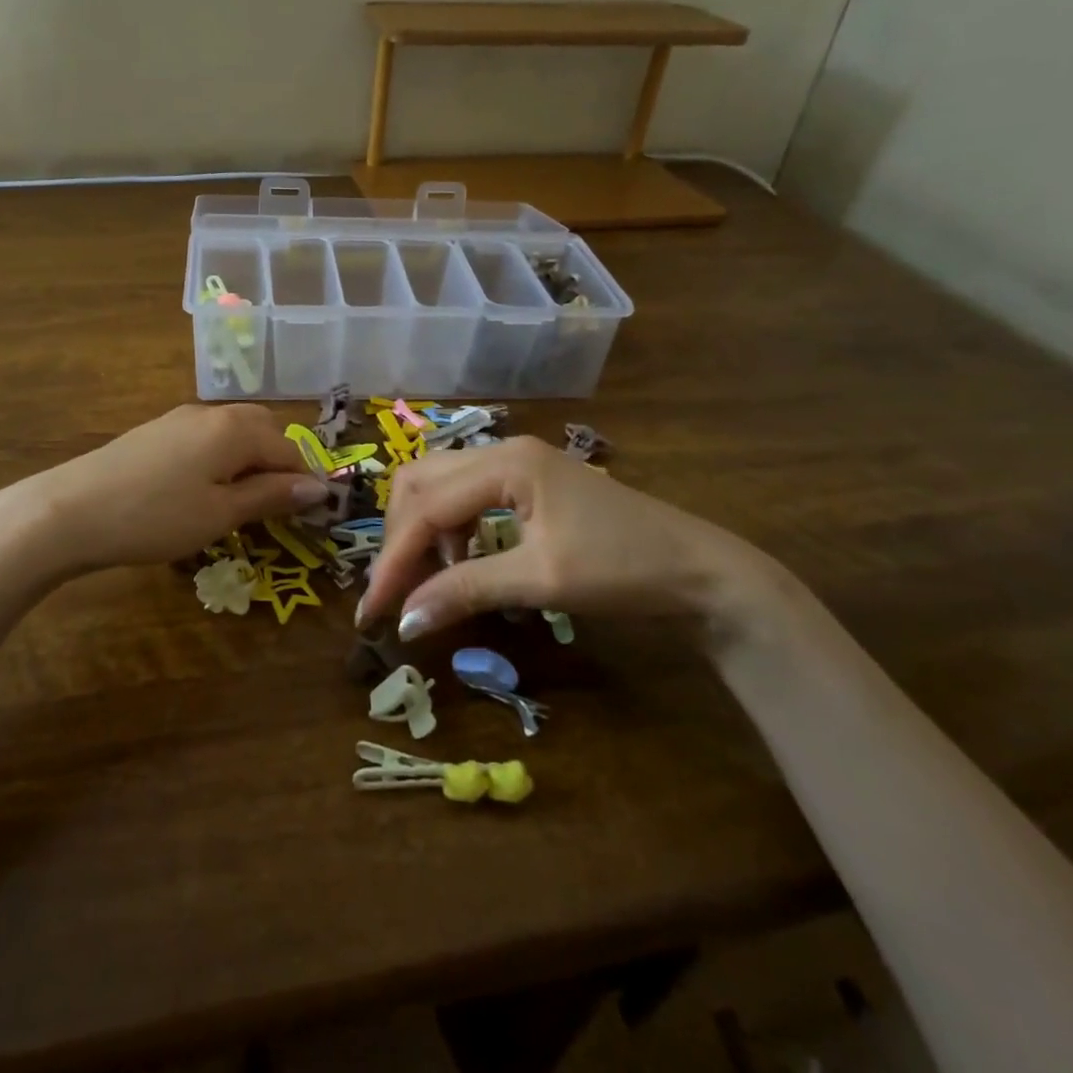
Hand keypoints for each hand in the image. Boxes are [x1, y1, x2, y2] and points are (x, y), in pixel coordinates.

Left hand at [14, 404, 328, 577]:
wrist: (69, 510)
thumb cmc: (156, 516)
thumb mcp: (220, 513)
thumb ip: (270, 496)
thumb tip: (318, 488)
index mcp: (236, 429)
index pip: (289, 450)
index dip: (305, 481)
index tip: (313, 514)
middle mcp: (212, 413)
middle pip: (264, 430)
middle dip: (278, 463)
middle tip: (278, 505)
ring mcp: (180, 418)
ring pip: (234, 431)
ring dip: (249, 459)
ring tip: (243, 500)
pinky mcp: (156, 430)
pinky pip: (206, 437)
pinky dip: (221, 458)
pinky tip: (204, 488)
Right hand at [357, 437, 789, 641]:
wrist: (700, 571)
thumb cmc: (623, 569)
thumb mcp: (541, 581)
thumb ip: (466, 591)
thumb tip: (404, 623)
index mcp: (505, 463)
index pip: (427, 509)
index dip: (394, 561)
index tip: (372, 612)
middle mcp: (502, 450)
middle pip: (421, 481)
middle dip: (400, 535)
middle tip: (395, 590)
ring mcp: (516, 462)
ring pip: (440, 484)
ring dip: (423, 529)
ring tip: (425, 579)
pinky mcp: (528, 481)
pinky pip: (466, 495)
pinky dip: (451, 528)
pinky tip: (463, 561)